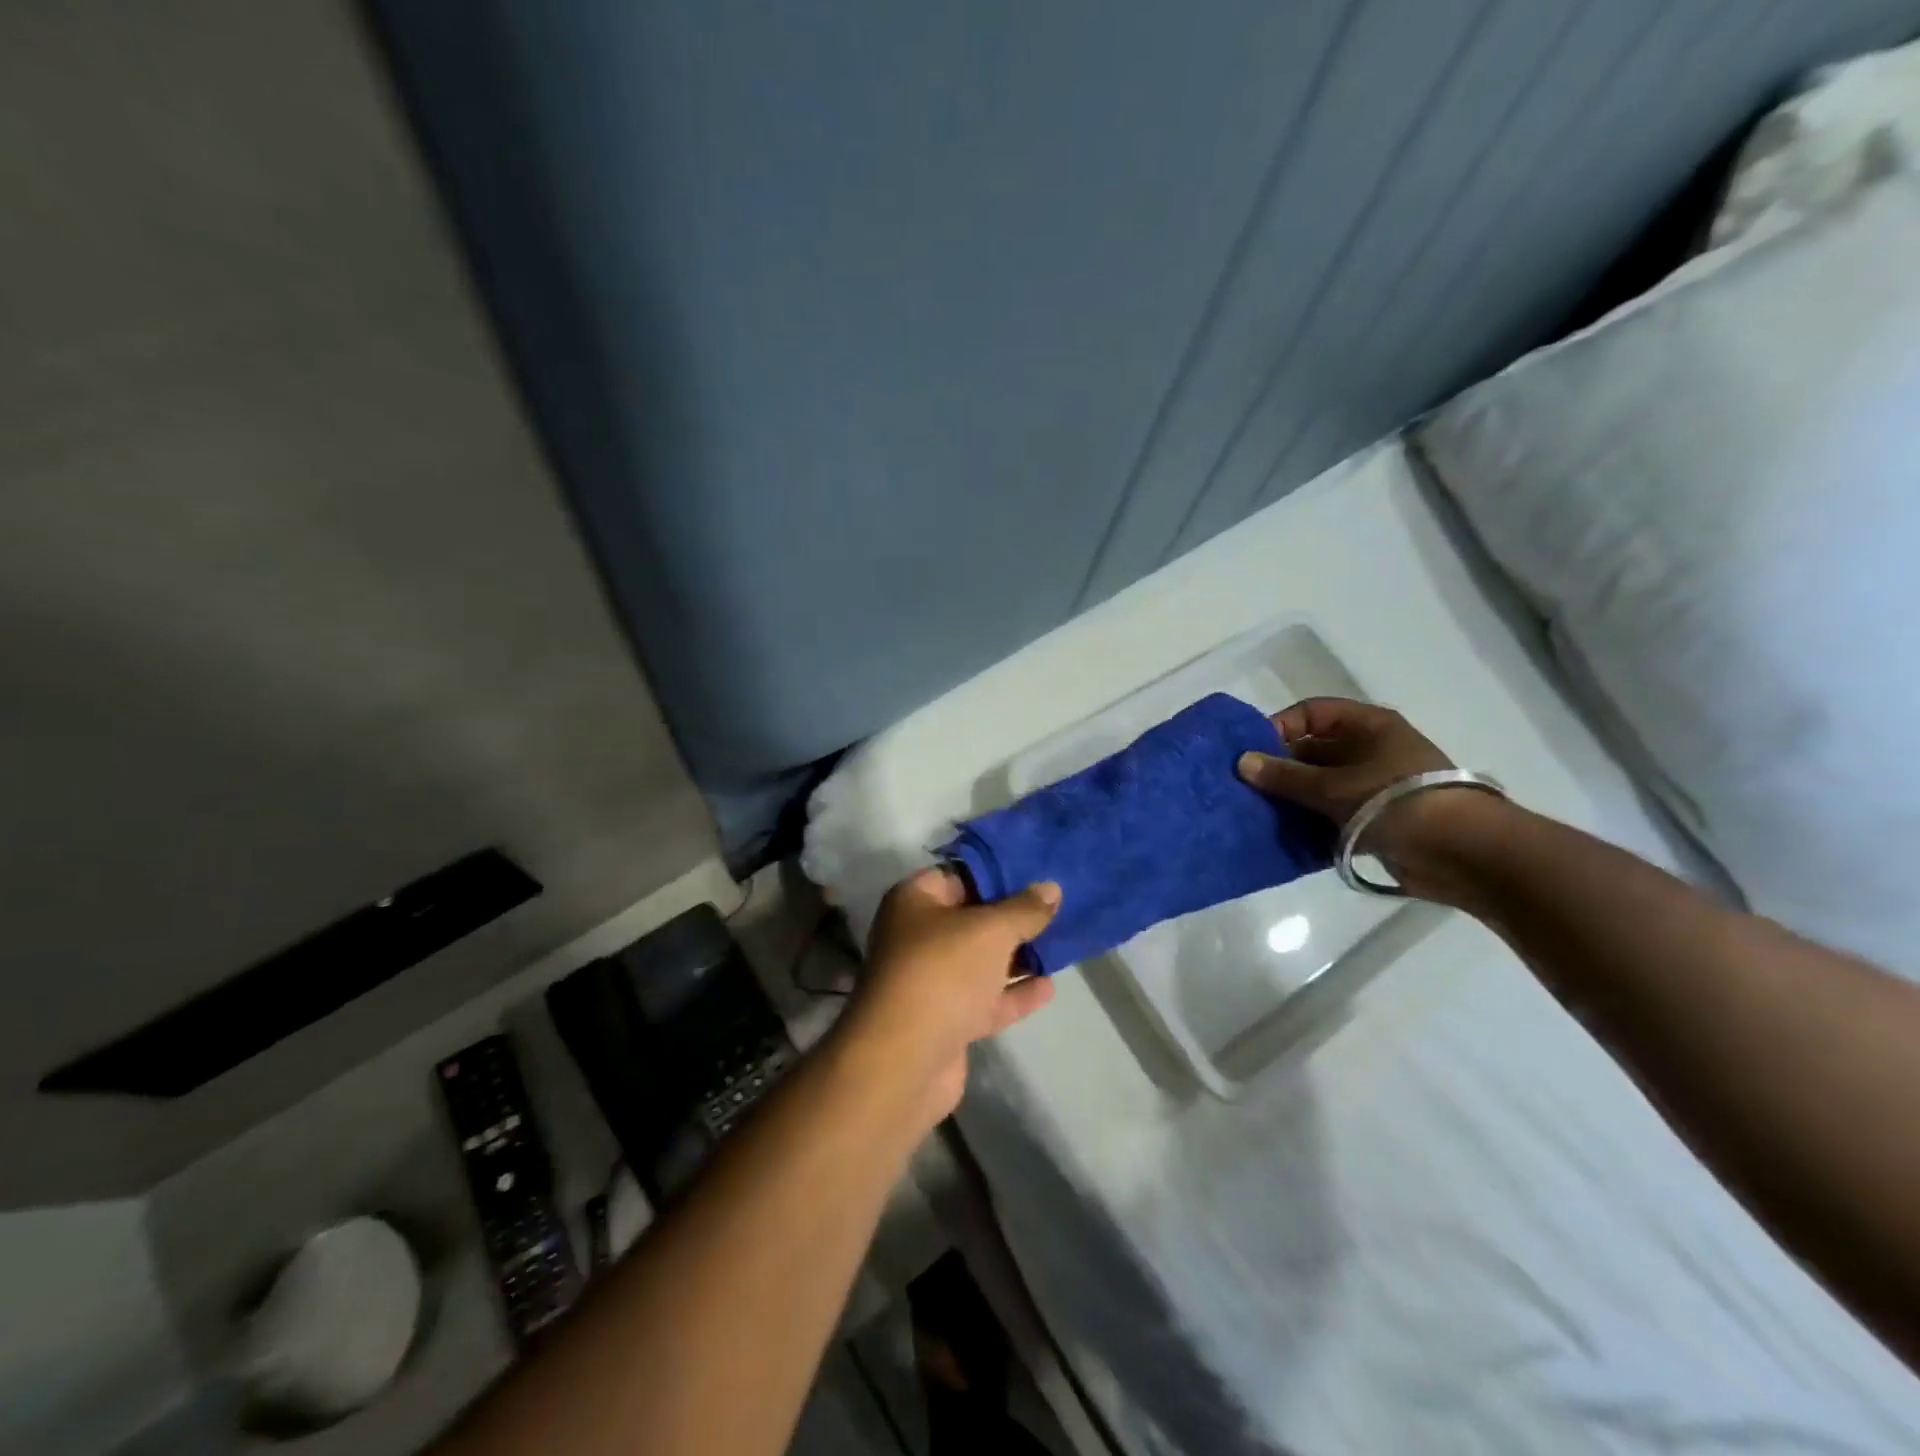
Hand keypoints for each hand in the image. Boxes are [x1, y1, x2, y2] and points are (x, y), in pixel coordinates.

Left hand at [844, 868, 1059, 1123]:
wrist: (904, 1060)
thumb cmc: (943, 972)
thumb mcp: (991, 930)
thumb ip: (1024, 909)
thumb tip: (1051, 888)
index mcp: (915, 901)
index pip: (958, 874)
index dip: (996, 871)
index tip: (1036, 870)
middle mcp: (918, 936)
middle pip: (972, 918)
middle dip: (1013, 915)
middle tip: (1059, 905)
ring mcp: (931, 981)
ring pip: (980, 961)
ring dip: (1016, 955)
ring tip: (1062, 943)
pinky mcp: (946, 1021)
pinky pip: (985, 999)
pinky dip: (1013, 993)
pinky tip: (1049, 986)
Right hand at [1235, 697, 1469, 879]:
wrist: (1461, 853)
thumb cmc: (1394, 801)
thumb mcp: (1332, 787)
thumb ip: (1284, 776)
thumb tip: (1241, 762)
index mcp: (1366, 726)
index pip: (1311, 713)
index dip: (1280, 727)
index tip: (1252, 753)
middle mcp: (1370, 750)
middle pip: (1313, 751)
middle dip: (1280, 768)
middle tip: (1247, 788)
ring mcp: (1373, 785)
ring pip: (1319, 785)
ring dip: (1292, 799)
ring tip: (1258, 813)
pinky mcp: (1375, 819)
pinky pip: (1331, 814)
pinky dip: (1309, 823)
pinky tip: (1283, 835)